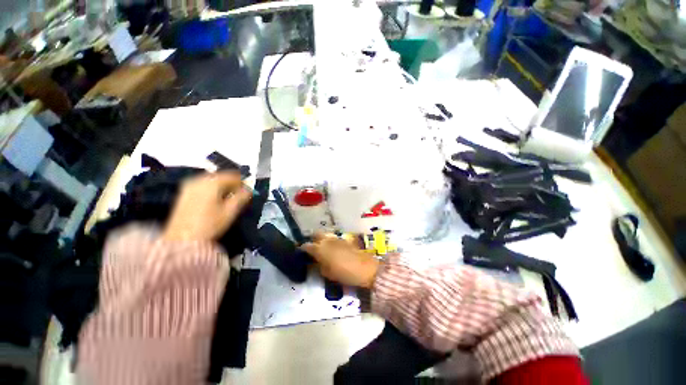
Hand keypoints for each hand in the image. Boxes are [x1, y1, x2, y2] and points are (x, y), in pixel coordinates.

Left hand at [164, 172, 251, 241]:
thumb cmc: (210, 224)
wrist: (182, 240)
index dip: (243, 182)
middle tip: (240, 194)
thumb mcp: (231, 211)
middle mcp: (199, 179)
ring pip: (212, 180)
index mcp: (212, 182)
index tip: (249, 190)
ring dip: (222, 186)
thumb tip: (249, 188)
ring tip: (229, 198)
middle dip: (232, 183)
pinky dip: (213, 189)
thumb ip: (242, 196)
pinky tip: (216, 199)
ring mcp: (190, 185)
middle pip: (221, 176)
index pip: (232, 175)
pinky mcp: (185, 193)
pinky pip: (203, 185)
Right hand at [302, 233, 379, 288]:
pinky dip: (332, 241)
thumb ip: (320, 266)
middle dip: (313, 239)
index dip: (303, 249)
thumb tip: (317, 261)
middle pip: (316, 234)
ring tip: (323, 248)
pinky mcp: (345, 239)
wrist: (364, 268)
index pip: (307, 246)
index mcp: (320, 249)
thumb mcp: (328, 273)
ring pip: (326, 235)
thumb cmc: (344, 273)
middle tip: (313, 248)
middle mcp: (327, 240)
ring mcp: (337, 238)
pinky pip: (335, 238)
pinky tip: (334, 248)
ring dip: (323, 240)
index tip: (302, 252)